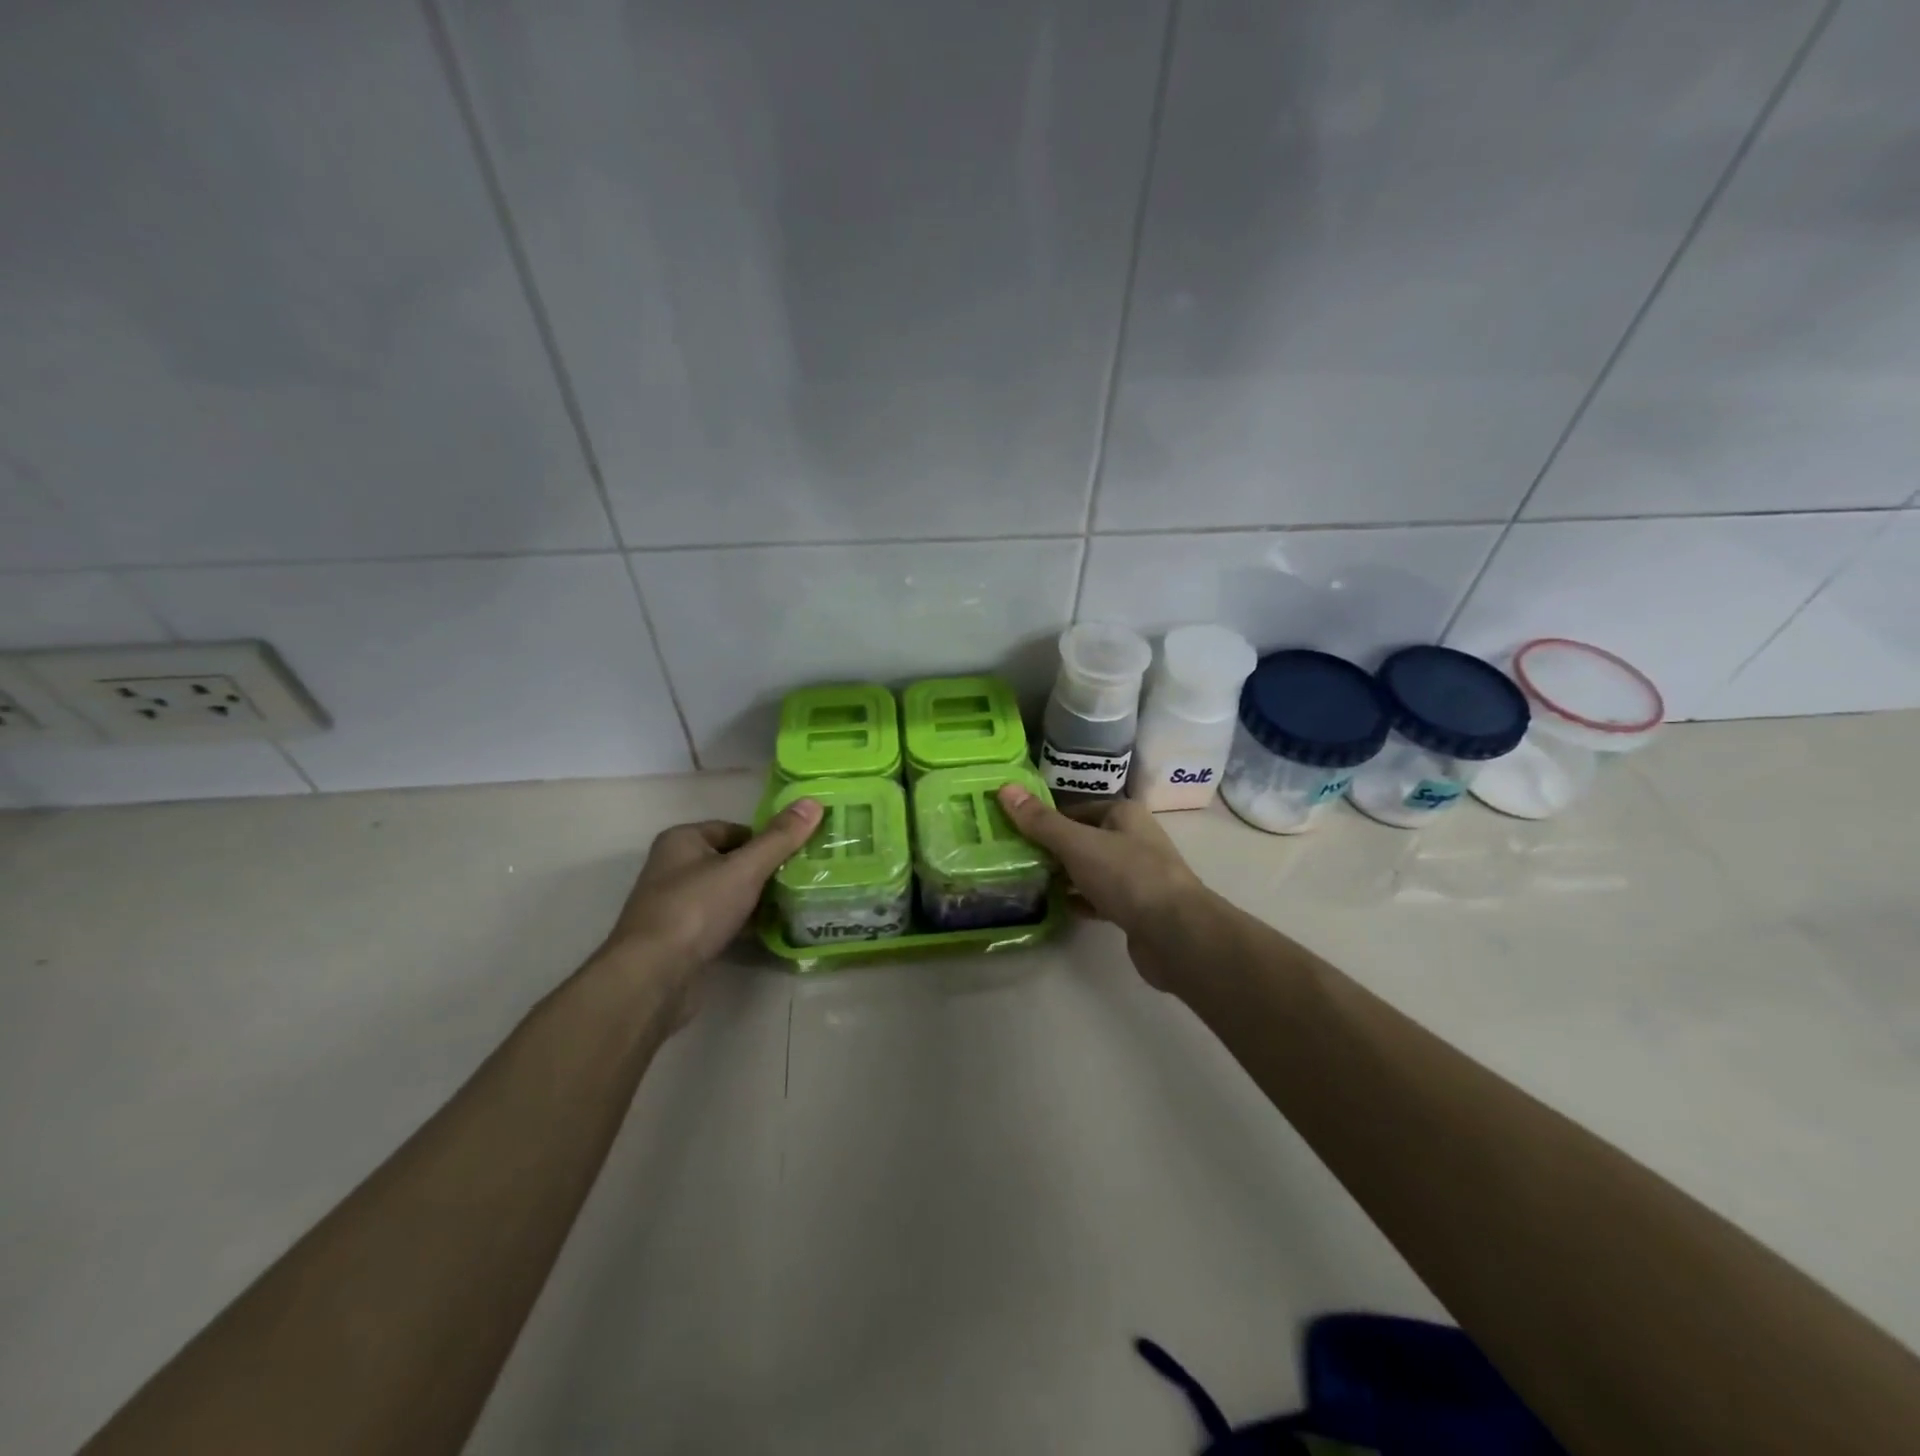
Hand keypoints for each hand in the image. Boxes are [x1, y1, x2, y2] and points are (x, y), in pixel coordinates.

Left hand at [595, 798, 823, 1024]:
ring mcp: (676, 905)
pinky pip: (721, 922)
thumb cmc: (696, 910)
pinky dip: (744, 924)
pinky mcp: (682, 939)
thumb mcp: (744, 868)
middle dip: (765, 871)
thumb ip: (780, 838)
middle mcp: (674, 868)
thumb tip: (813, 801)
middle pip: (732, 861)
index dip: (767, 840)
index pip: (735, 830)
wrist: (652, 977)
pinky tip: (770, 931)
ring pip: (728, 893)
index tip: (798, 854)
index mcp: (682, 840)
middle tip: (802, 878)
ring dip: (756, 899)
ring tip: (794, 903)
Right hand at [995, 785, 1208, 990]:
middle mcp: (1133, 839)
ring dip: (1065, 876)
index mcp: (1124, 814)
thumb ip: (1041, 821)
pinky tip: (1057, 907)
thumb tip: (1006, 788)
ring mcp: (1137, 875)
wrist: (1175, 934)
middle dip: (1052, 849)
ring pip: (1091, 869)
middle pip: (1083, 839)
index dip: (1046, 819)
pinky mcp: (1136, 907)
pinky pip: (1100, 897)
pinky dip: (1080, 900)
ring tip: (1029, 882)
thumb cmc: (1127, 876)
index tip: (1014, 832)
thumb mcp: (1077, 844)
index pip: (1076, 809)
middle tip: (1015, 859)